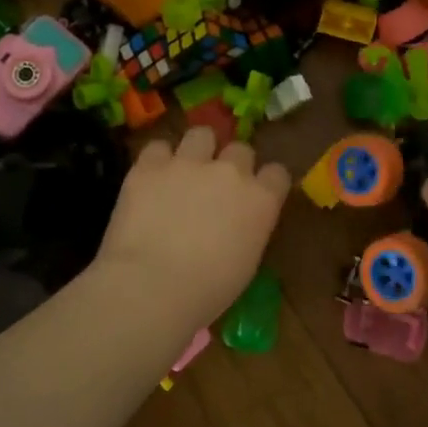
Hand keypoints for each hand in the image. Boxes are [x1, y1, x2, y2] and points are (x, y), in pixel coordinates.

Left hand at [92, 126, 291, 326]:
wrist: (151, 287)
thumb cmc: (206, 292)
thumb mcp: (245, 263)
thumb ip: (248, 229)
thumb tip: (236, 223)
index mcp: (261, 200)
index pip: (277, 173)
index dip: (265, 182)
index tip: (256, 195)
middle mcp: (230, 171)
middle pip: (240, 149)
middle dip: (230, 164)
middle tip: (215, 187)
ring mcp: (189, 163)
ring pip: (201, 134)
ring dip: (197, 150)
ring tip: (183, 170)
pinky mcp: (150, 165)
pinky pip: (158, 147)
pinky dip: (156, 161)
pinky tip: (151, 179)